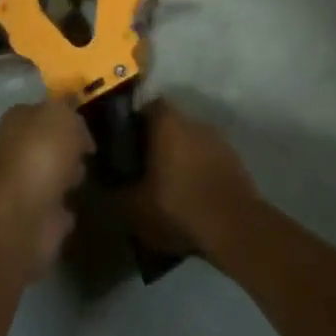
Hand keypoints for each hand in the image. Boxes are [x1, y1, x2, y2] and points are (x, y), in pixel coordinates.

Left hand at [0, 99, 93, 278]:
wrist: (26, 211)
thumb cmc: (42, 152)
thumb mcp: (63, 115)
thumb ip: (70, 112)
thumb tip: (76, 128)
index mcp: (18, 120)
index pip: (41, 111)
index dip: (64, 115)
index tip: (87, 124)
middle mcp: (17, 150)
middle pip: (46, 144)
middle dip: (66, 147)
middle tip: (89, 151)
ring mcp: (25, 186)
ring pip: (52, 175)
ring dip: (67, 176)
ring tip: (89, 176)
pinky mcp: (36, 218)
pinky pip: (57, 208)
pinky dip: (66, 208)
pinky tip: (80, 204)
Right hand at [123, 101, 259, 259]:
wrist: (235, 228)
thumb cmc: (178, 206)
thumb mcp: (134, 208)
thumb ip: (114, 192)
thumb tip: (100, 185)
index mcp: (167, 122)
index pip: (147, 107)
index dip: (134, 123)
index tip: (125, 144)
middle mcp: (193, 121)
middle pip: (169, 124)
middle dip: (157, 143)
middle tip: (143, 169)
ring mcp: (218, 140)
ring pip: (190, 142)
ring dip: (180, 158)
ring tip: (167, 187)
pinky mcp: (235, 161)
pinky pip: (208, 160)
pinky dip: (198, 172)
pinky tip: (191, 198)